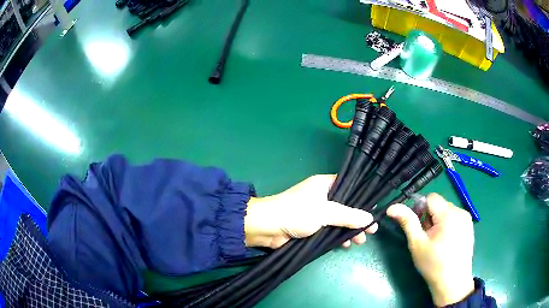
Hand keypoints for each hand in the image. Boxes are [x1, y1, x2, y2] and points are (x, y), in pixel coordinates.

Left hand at [244, 175, 377, 248]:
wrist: (267, 228)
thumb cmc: (296, 213)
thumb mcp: (325, 212)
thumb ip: (348, 215)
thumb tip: (369, 218)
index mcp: (325, 185)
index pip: (350, 188)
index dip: (363, 199)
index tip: (374, 211)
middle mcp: (322, 197)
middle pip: (347, 206)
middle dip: (359, 219)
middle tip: (372, 231)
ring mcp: (317, 213)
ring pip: (340, 220)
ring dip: (350, 230)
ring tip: (361, 240)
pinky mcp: (312, 226)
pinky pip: (330, 230)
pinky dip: (338, 236)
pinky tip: (345, 244)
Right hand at [387, 193, 474, 306]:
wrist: (452, 283)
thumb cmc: (433, 265)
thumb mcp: (417, 244)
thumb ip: (407, 222)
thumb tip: (391, 207)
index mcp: (448, 214)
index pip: (431, 198)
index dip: (421, 210)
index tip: (420, 228)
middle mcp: (461, 211)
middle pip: (440, 205)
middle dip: (431, 217)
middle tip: (428, 238)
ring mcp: (467, 219)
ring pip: (447, 211)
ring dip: (439, 221)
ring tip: (438, 241)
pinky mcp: (470, 226)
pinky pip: (455, 217)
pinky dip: (448, 225)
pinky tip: (447, 242)